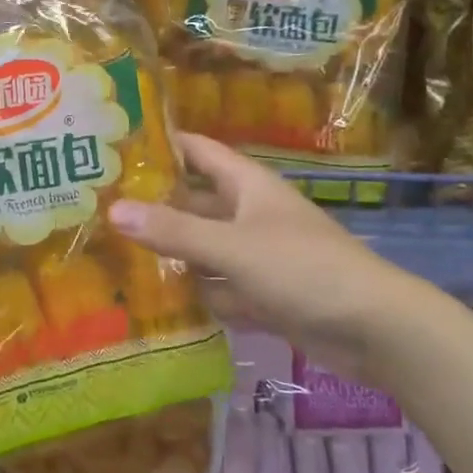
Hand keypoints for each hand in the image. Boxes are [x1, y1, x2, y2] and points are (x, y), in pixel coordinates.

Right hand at [110, 133, 412, 358]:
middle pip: (194, 202)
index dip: (162, 144)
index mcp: (247, 185)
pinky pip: (218, 287)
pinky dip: (196, 295)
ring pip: (203, 248)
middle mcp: (248, 213)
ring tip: (113, 257)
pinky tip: (155, 304)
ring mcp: (256, 255)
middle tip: (99, 210)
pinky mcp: (262, 294)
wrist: (373, 328)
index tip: (115, 147)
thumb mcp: (233, 247)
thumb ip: (175, 231)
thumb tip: (113, 210)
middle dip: (154, 206)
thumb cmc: (303, 269)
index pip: (198, 151)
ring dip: (170, 254)